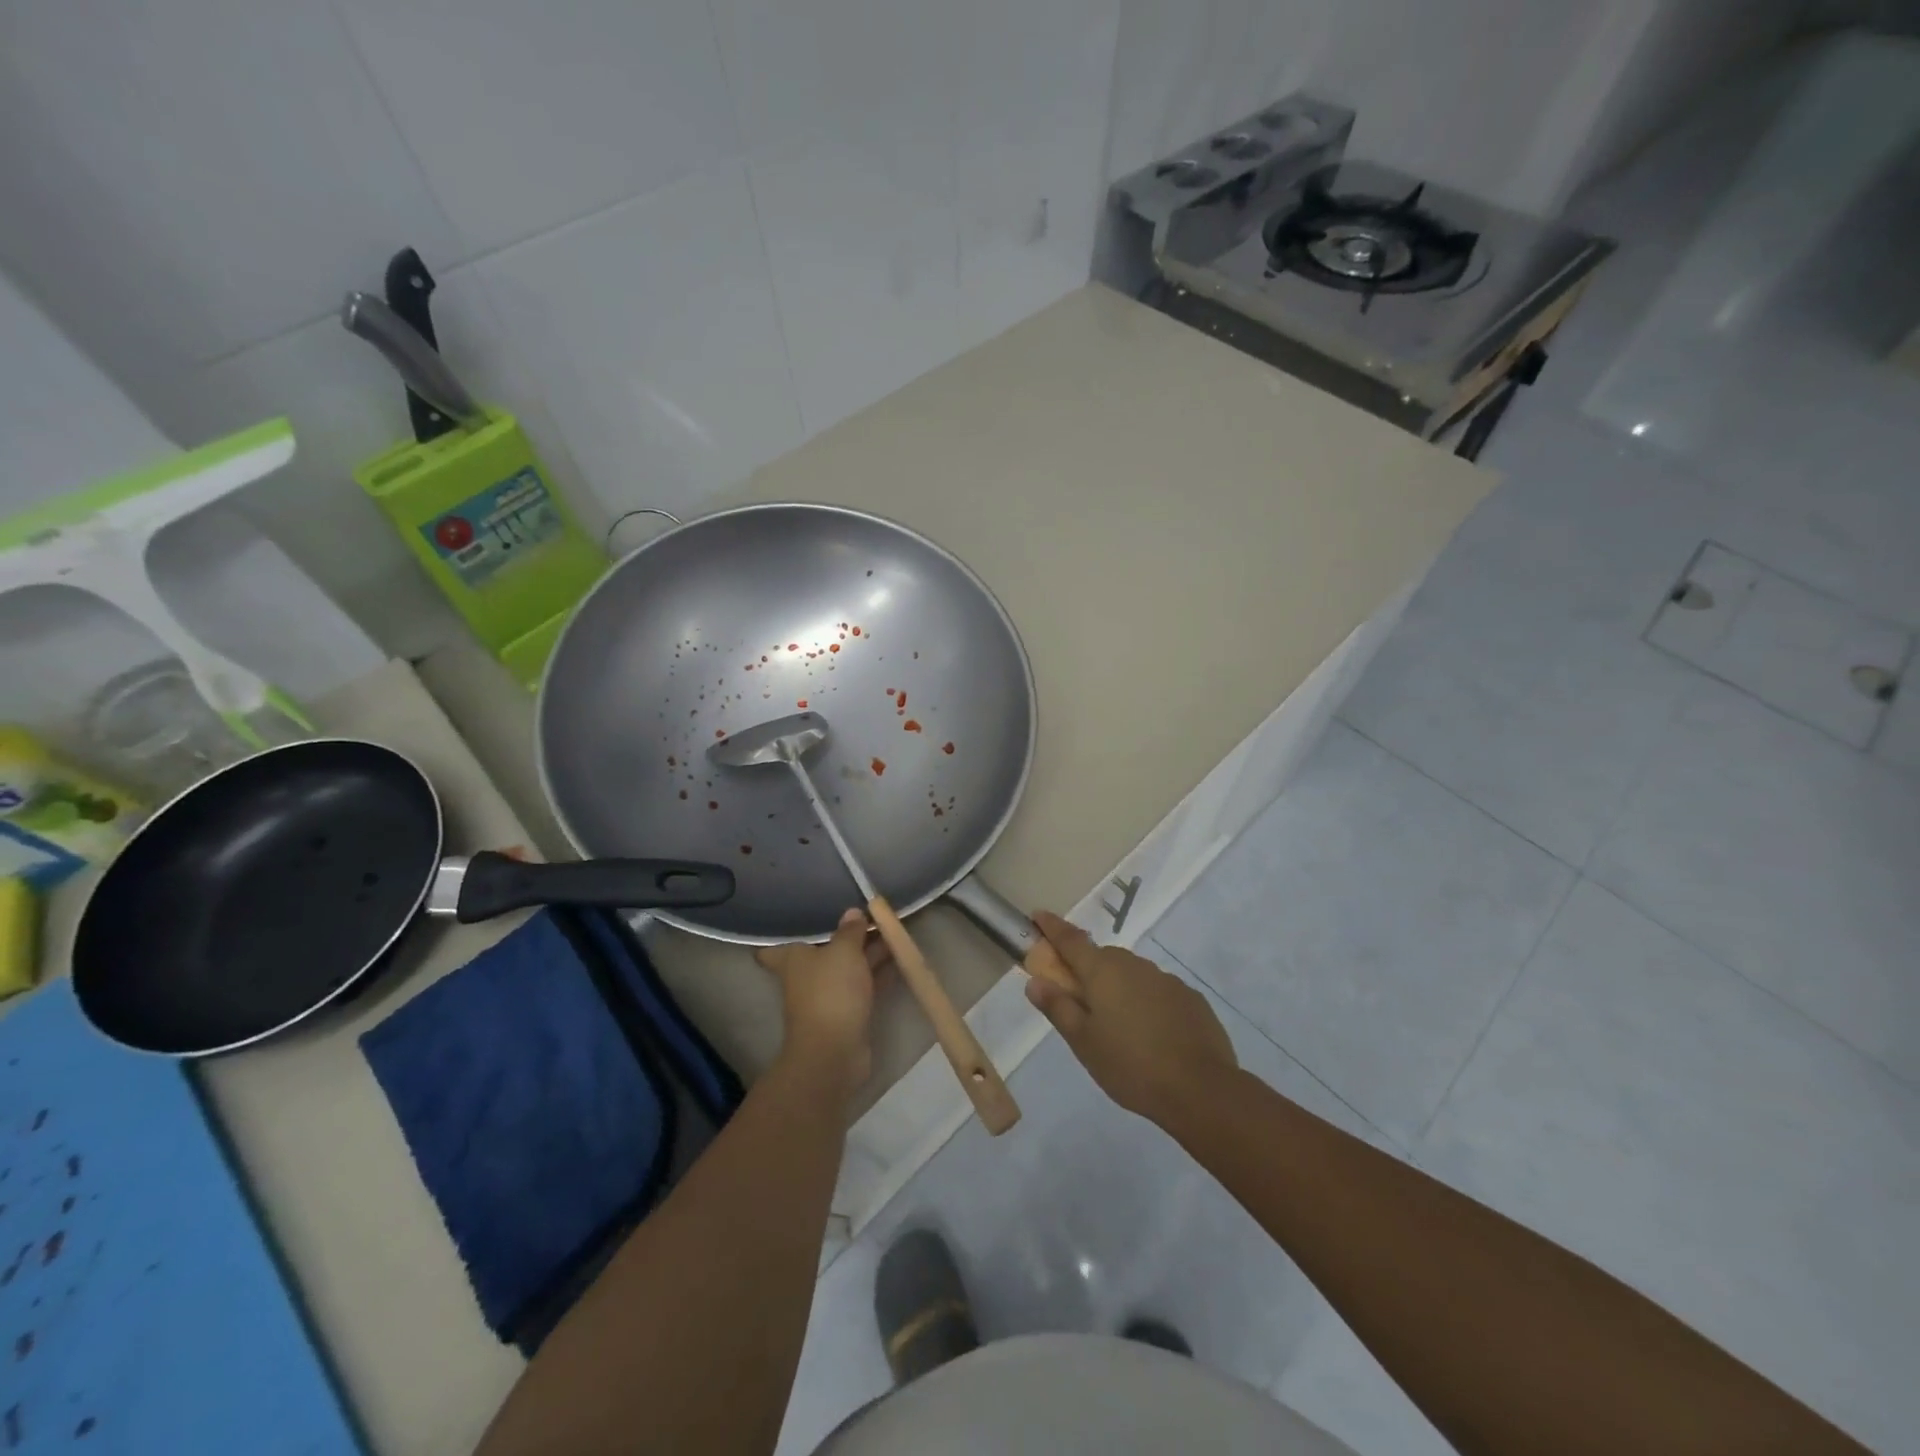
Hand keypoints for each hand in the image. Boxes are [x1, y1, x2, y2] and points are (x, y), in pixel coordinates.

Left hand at [756, 909, 888, 1098]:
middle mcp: (806, 976)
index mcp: (793, 958)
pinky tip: (898, 959)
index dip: (790, 934)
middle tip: (874, 915)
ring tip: (894, 931)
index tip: (808, 918)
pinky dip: (877, 974)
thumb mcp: (844, 951)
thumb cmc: (831, 991)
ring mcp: (827, 996)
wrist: (834, 1051)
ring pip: (848, 968)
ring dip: (868, 953)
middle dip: (848, 936)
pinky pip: (863, 986)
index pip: (777, 946)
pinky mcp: (847, 1013)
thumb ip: (850, 930)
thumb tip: (852, 913)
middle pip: (826, 950)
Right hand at [1024, 911, 1237, 1125]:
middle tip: (1079, 1000)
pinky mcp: (1190, 998)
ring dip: (1119, 988)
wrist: (1200, 1089)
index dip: (1052, 927)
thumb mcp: (1083, 1042)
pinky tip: (1151, 1034)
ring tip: (1118, 1026)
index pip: (1070, 940)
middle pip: (1102, 958)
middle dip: (1087, 970)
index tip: (1038, 915)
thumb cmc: (1130, 1065)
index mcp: (1102, 971)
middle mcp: (1134, 965)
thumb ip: (1058, 1008)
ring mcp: (1166, 979)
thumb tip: (1035, 981)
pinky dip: (1146, 1003)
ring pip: (1131, 975)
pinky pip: (1157, 992)